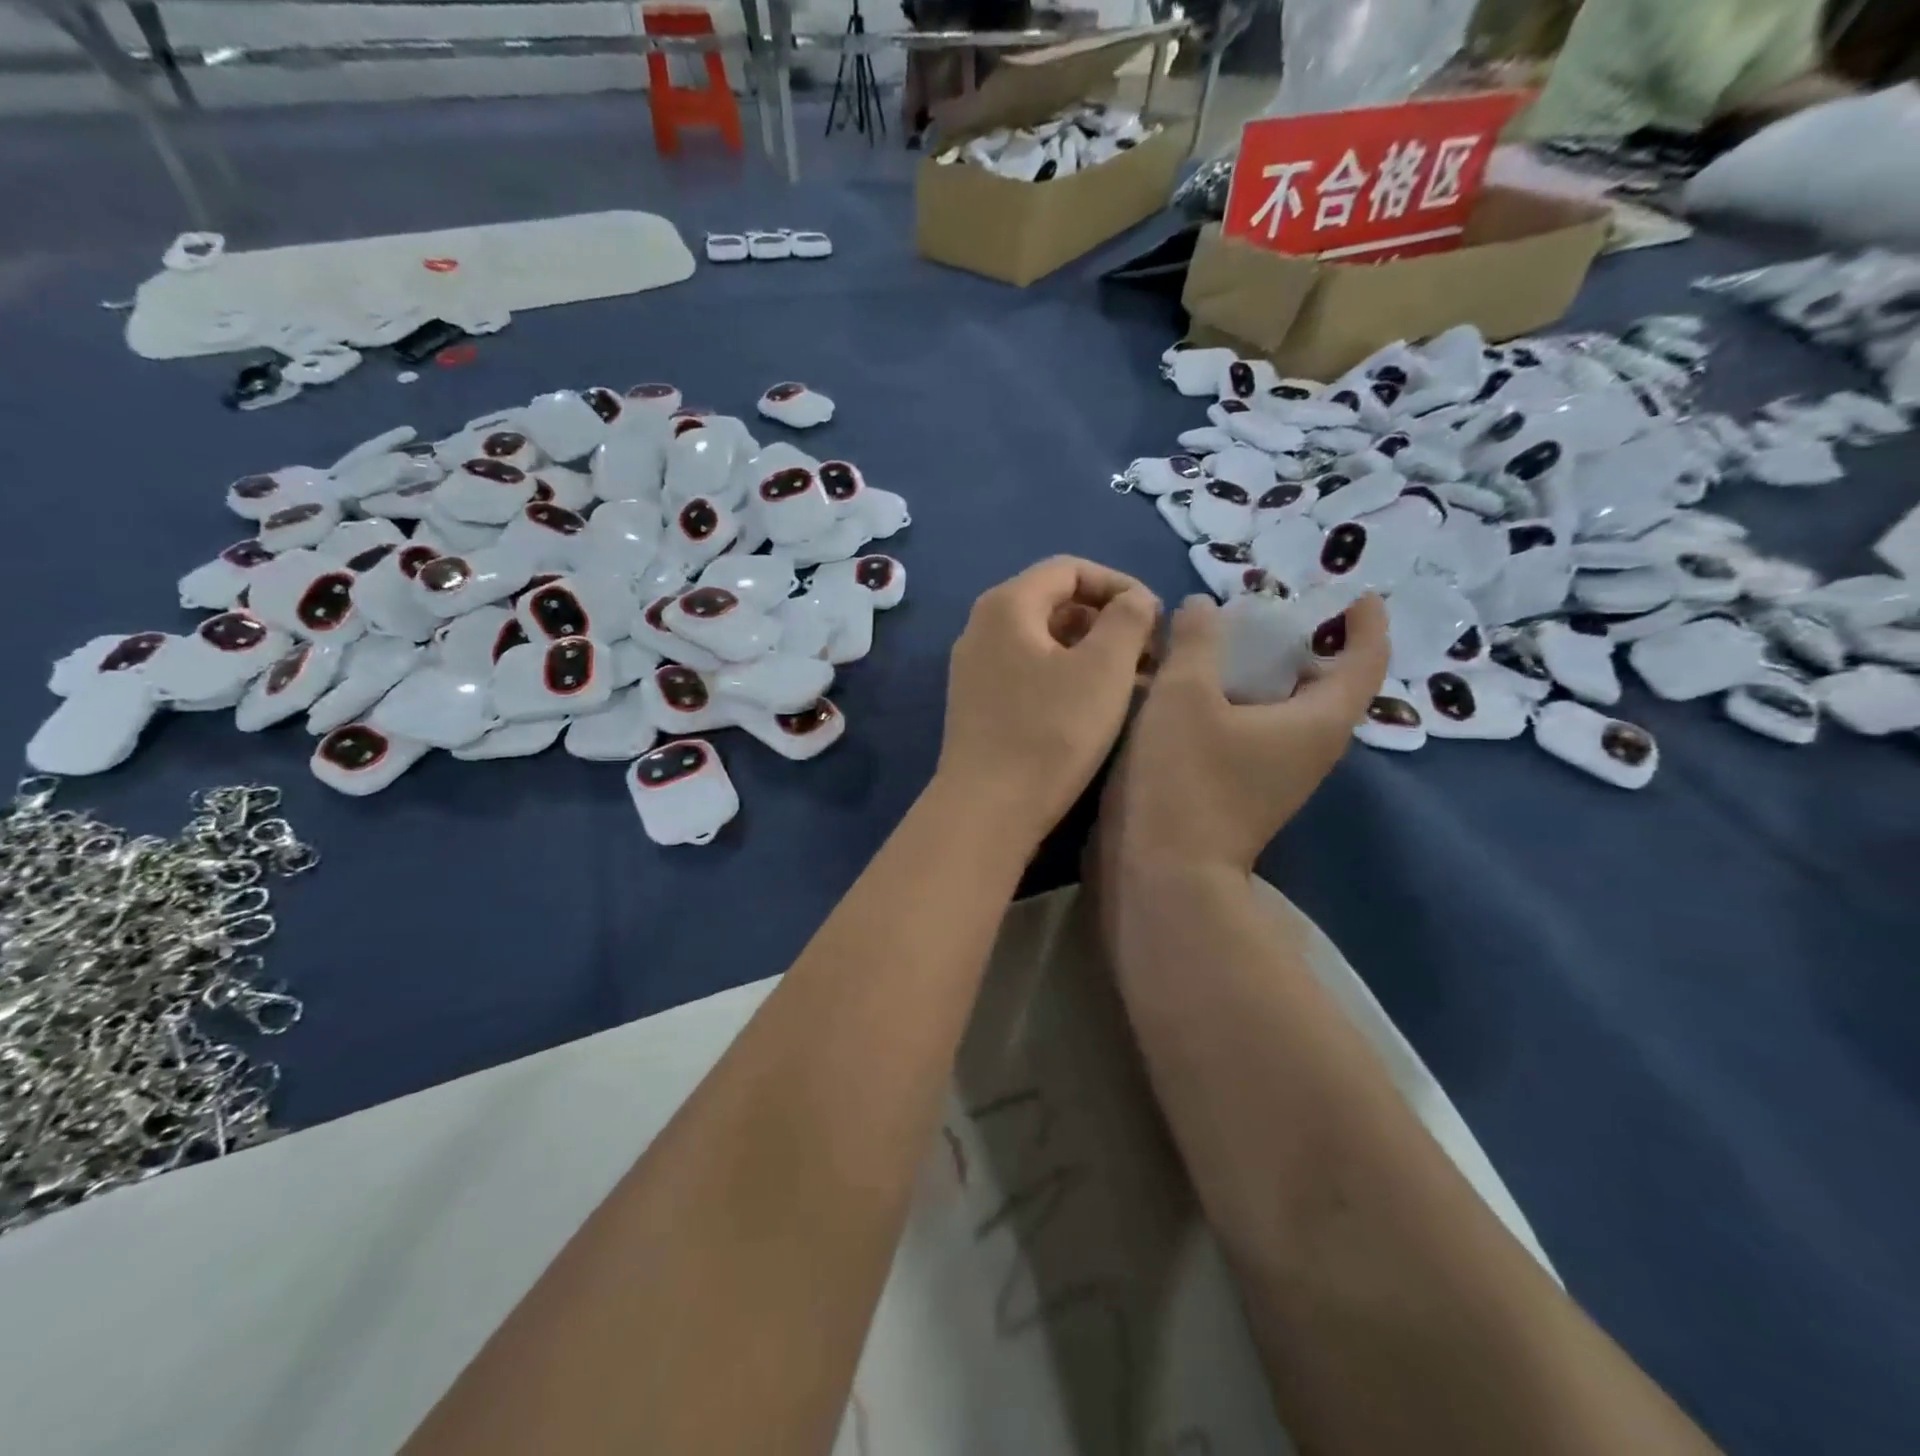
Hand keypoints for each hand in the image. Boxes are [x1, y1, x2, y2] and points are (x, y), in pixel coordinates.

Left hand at [937, 557, 1159, 844]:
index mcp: (1007, 605)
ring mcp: (976, 667)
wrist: (987, 809)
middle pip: (1056, 602)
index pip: (1071, 569)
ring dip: (1093, 652)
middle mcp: (983, 627)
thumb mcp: (1104, 669)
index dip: (1120, 585)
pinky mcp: (980, 703)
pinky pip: (1031, 671)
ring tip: (1135, 683)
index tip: (1156, 619)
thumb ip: (1129, 618)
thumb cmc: (1050, 732)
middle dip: (1109, 621)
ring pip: (1046, 641)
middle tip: (1150, 654)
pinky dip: (1068, 676)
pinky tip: (1099, 705)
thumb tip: (1135, 601)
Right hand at [1100, 593, 1387, 876]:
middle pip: (1327, 684)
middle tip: (1269, 609)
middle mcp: (1311, 749)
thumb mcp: (1183, 694)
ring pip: (1288, 709)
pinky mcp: (1247, 791)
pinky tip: (1200, 688)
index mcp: (1318, 721)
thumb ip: (1195, 640)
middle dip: (1307, 642)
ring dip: (1268, 671)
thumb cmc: (1183, 779)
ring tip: (1227, 641)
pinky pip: (1260, 729)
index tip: (1351, 591)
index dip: (1365, 621)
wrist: (1163, 872)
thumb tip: (1203, 606)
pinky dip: (1243, 700)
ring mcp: (1279, 775)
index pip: (1365, 660)